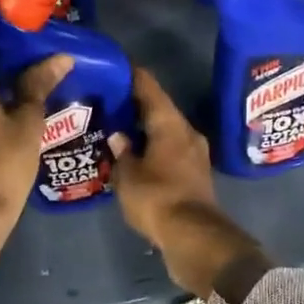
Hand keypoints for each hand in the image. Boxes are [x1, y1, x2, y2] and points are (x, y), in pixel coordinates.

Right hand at [110, 67, 265, 297]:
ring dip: (145, 130)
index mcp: (170, 124)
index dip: (132, 75)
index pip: (149, 88)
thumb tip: (119, 137)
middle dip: (135, 106)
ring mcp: (194, 154)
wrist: (194, 237)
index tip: (116, 66)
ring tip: (118, 129)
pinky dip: (153, 149)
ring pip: (165, 132)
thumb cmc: (157, 198)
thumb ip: (122, 153)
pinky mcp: (195, 175)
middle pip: (159, 110)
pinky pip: (170, 152)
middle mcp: (186, 132)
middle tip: (109, 101)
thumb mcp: (128, 176)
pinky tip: (135, 156)